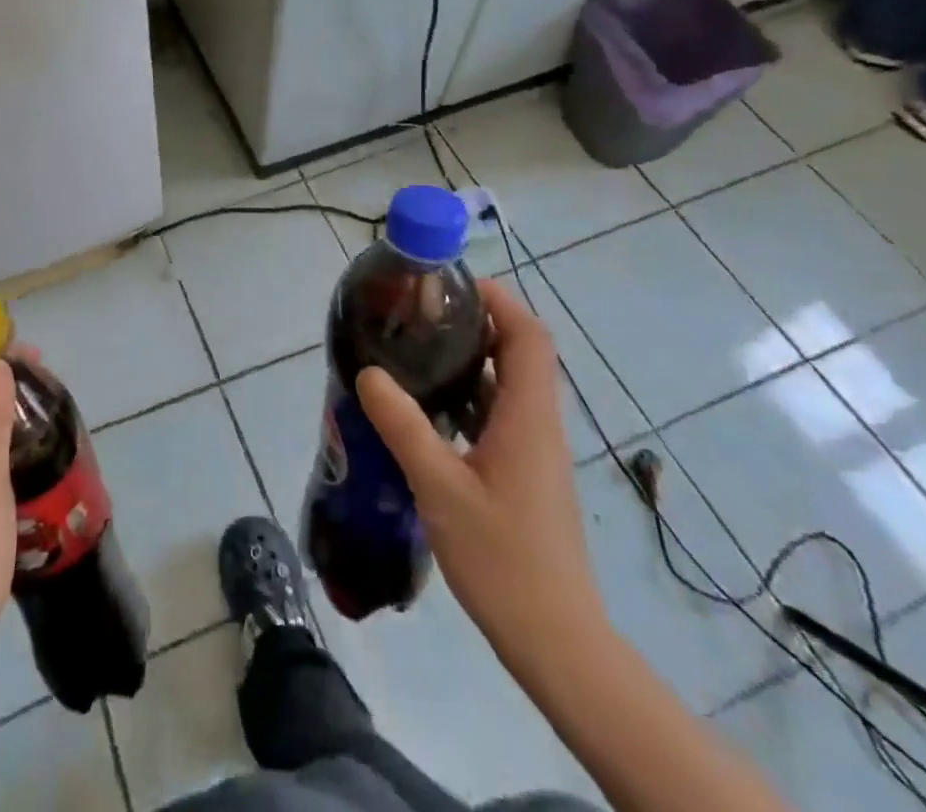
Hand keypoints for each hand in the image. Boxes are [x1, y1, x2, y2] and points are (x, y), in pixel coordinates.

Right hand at [357, 279, 607, 677]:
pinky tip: (424, 409)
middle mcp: (537, 424)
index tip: (452, 285)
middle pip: (516, 353)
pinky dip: (465, 398)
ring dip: (467, 361)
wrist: (556, 641)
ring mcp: (533, 451)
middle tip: (419, 314)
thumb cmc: (503, 558)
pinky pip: (496, 415)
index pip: (529, 336)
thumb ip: (403, 426)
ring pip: (504, 386)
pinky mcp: (523, 474)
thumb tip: (369, 371)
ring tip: (413, 350)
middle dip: (474, 324)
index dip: (498, 300)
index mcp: (528, 416)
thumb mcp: (441, 487)